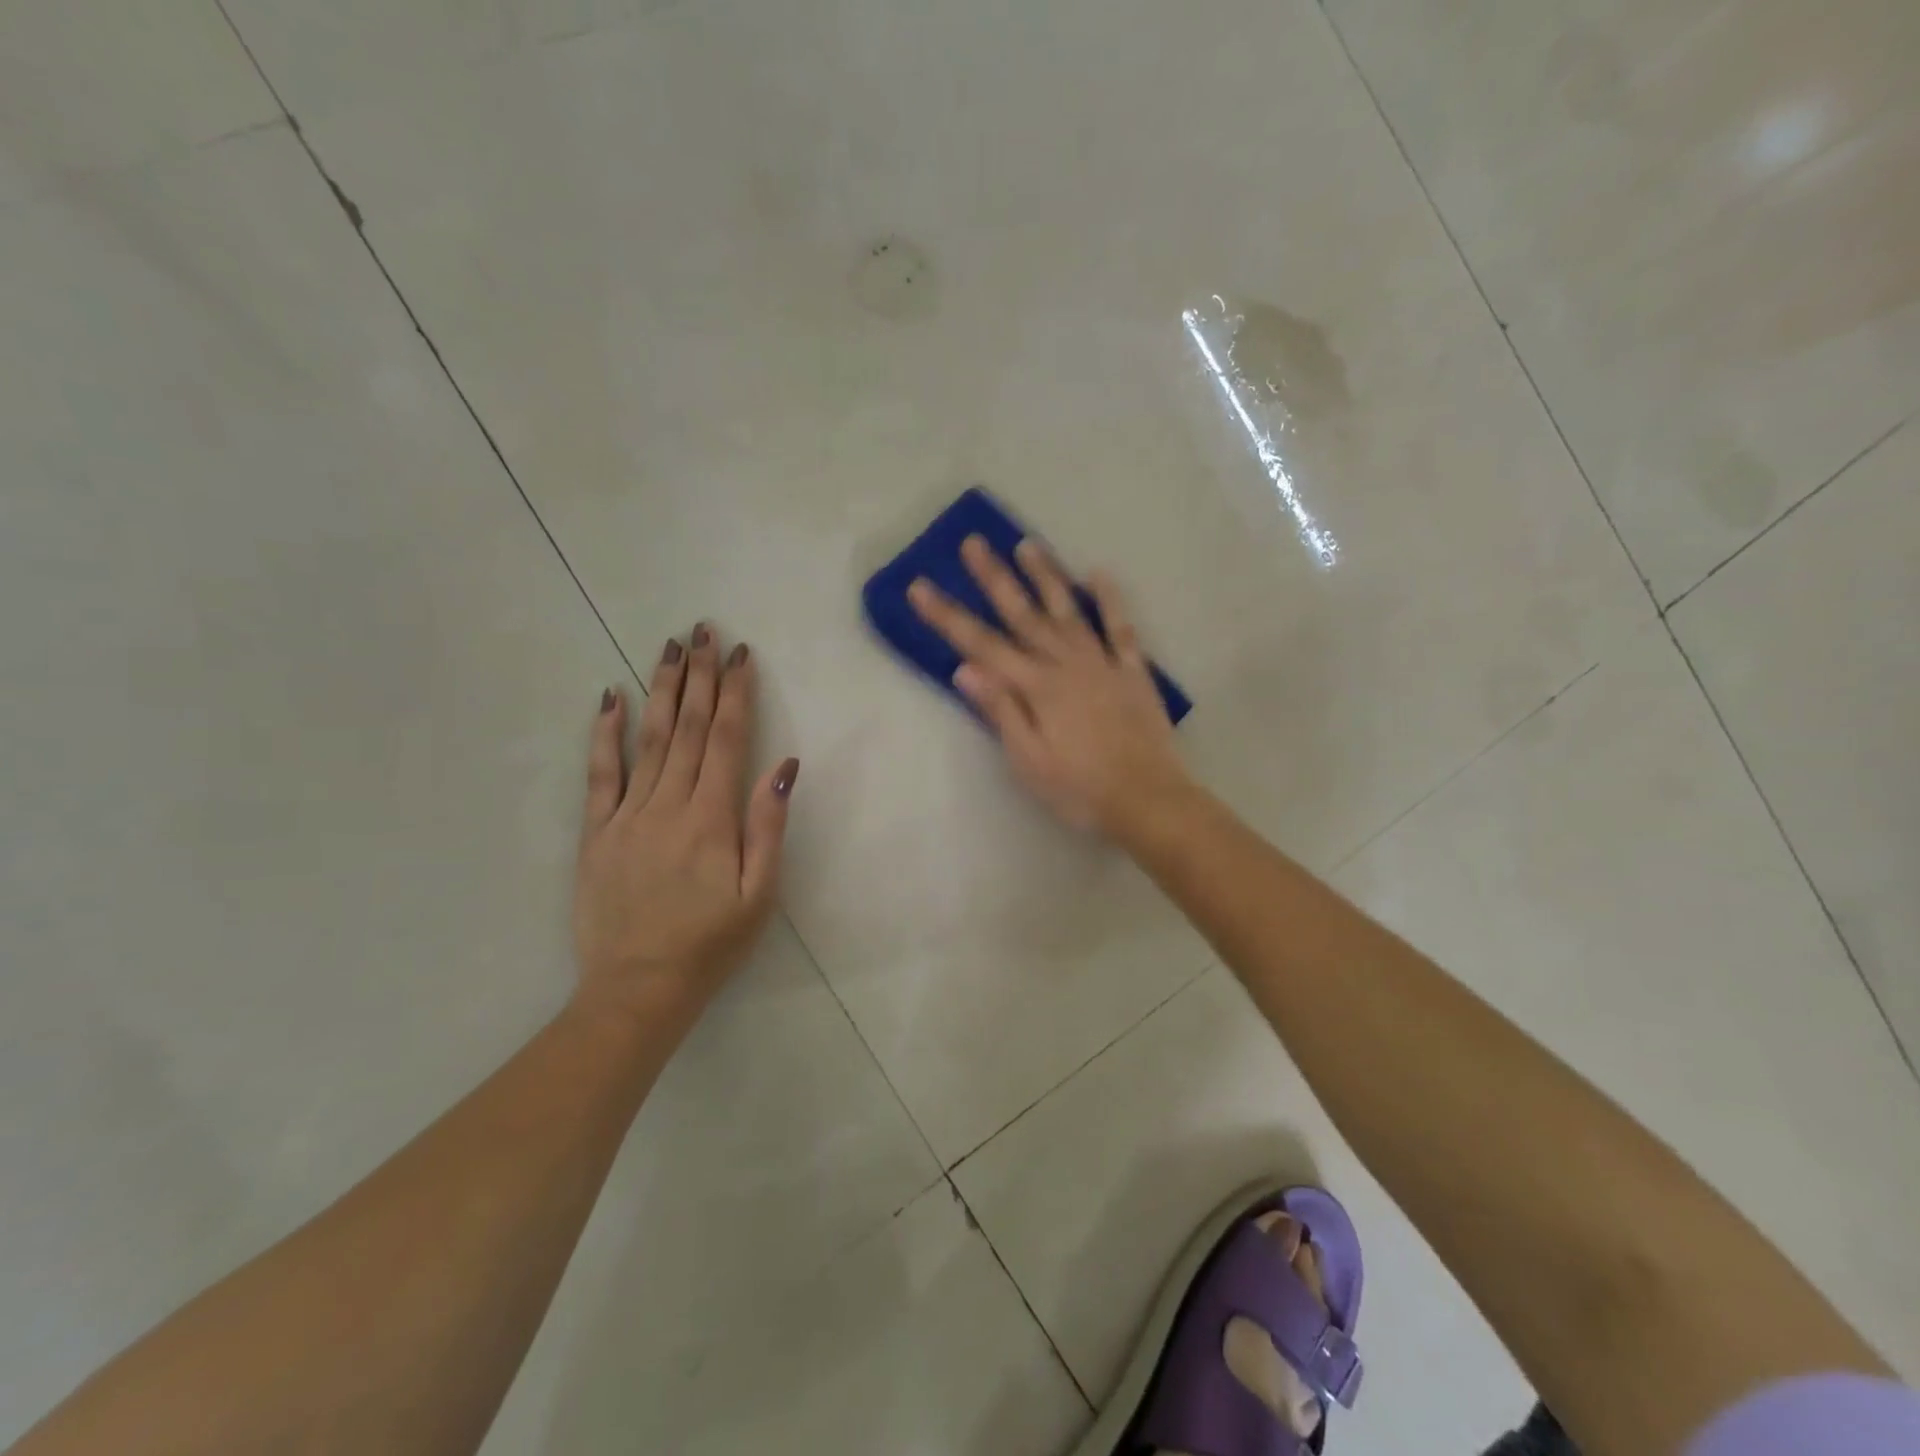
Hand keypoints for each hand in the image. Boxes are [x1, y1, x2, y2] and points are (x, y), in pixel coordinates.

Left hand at [572, 625, 798, 1025]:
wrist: (639, 988)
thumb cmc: (712, 942)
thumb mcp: (760, 893)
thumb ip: (769, 825)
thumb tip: (783, 765)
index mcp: (711, 817)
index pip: (726, 739)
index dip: (735, 693)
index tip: (741, 654)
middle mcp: (668, 804)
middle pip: (687, 727)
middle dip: (698, 676)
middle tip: (703, 631)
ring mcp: (627, 815)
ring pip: (648, 739)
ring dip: (660, 690)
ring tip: (668, 648)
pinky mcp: (596, 833)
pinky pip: (599, 774)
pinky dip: (604, 734)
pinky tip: (609, 699)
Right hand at [908, 536, 1189, 834]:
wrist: (1148, 800)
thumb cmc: (1080, 789)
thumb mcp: (1028, 761)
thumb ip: (1000, 711)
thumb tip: (964, 668)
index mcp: (1036, 687)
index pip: (981, 645)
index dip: (948, 616)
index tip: (921, 586)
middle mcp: (1066, 664)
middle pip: (1023, 615)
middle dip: (995, 578)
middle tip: (974, 542)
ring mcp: (1102, 663)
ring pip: (1069, 610)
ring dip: (1047, 576)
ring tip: (1027, 544)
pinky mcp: (1132, 672)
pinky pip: (1120, 628)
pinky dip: (1110, 600)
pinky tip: (1099, 574)